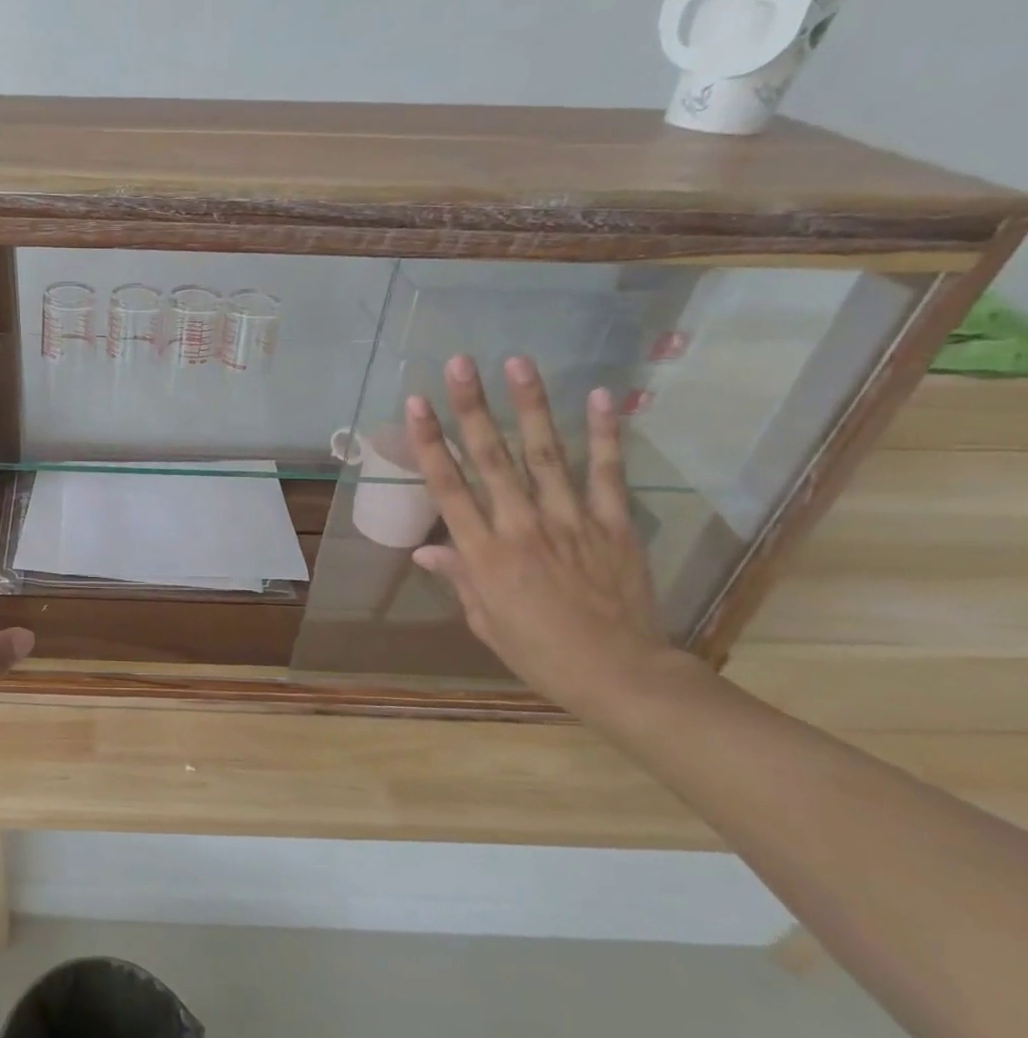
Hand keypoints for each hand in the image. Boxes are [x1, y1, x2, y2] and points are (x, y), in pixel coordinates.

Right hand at [406, 356, 673, 708]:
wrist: (621, 675)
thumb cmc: (540, 653)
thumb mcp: (485, 621)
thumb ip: (459, 577)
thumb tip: (427, 549)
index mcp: (484, 554)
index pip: (448, 487)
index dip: (430, 442)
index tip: (416, 404)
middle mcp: (522, 527)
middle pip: (491, 458)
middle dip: (471, 408)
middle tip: (459, 364)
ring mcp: (571, 521)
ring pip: (545, 454)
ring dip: (529, 406)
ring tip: (517, 363)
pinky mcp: (613, 524)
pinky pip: (607, 473)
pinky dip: (604, 434)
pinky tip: (601, 396)